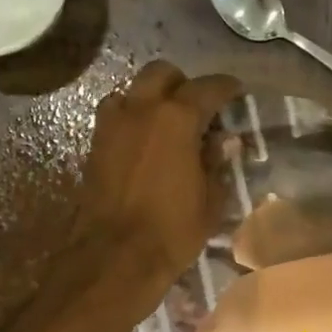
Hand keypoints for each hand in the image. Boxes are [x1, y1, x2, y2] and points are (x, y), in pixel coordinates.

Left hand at [71, 61, 241, 308]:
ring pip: (134, 89)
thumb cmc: (172, 231)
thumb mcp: (210, 201)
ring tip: (168, 124)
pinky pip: (116, 114)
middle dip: (183, 84)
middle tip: (199, 108)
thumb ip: (217, 163)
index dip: (226, 88)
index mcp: (176, 118)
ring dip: (153, 98)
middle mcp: (141, 108)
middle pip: (163, 74)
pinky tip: (145, 142)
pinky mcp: (94, 144)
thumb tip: (224, 140)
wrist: (115, 257)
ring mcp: (112, 124)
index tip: (236, 93)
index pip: (207, 88)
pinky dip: (133, 117)